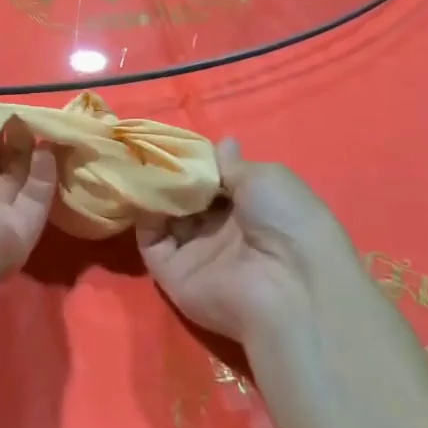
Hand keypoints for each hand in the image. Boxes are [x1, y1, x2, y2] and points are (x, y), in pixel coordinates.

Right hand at [135, 139, 356, 344]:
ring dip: (153, 192)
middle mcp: (220, 231)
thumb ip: (232, 164)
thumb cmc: (286, 221)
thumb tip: (223, 142)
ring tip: (141, 165)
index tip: (175, 142)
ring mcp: (195, 253)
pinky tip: (143, 194)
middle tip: (149, 149)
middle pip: (185, 198)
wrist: (287, 286)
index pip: (213, 182)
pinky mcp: (172, 274)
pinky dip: (143, 219)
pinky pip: (151, 242)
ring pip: (164, 217)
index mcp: (249, 209)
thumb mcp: (267, 177)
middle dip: (169, 174)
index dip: (195, 162)